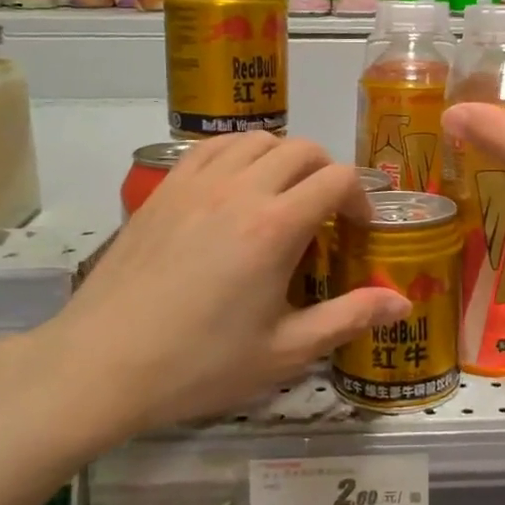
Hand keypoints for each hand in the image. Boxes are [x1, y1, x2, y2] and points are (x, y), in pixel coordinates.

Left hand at [33, 134, 409, 447]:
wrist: (102, 365)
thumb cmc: (200, 364)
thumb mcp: (285, 351)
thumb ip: (348, 318)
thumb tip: (402, 303)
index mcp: (276, 226)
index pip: (338, 178)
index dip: (361, 197)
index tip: (359, 229)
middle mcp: (240, 189)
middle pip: (303, 149)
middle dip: (328, 173)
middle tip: (328, 214)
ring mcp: (196, 183)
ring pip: (257, 140)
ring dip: (284, 158)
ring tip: (284, 196)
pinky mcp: (164, 189)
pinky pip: (212, 147)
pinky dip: (238, 154)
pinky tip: (236, 186)